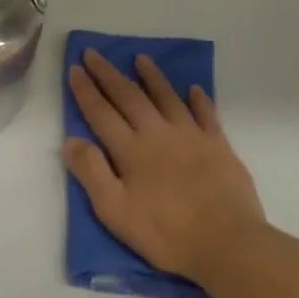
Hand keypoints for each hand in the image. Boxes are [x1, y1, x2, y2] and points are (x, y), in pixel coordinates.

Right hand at [64, 50, 271, 290]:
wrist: (228, 244)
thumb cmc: (165, 233)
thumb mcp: (114, 211)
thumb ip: (91, 172)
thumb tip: (70, 140)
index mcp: (131, 150)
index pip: (101, 113)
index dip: (85, 90)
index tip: (74, 68)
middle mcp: (159, 134)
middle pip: (130, 97)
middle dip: (109, 74)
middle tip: (95, 54)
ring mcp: (192, 137)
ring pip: (167, 98)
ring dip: (152, 77)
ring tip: (140, 58)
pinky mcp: (219, 147)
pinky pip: (206, 115)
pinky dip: (198, 99)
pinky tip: (193, 89)